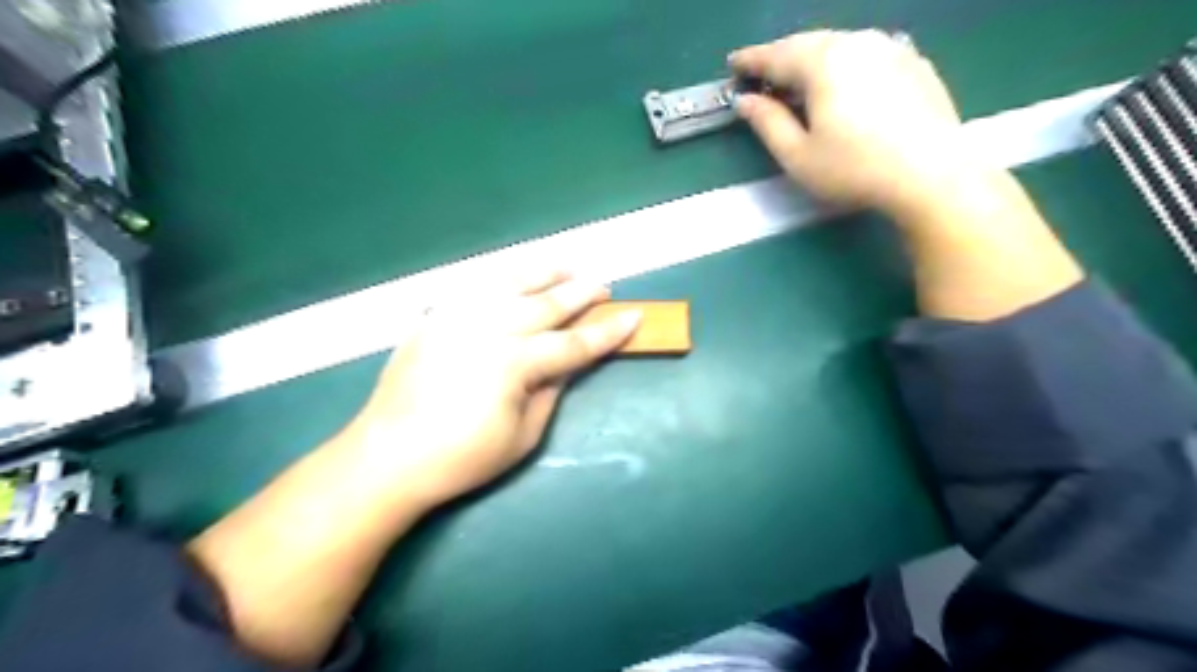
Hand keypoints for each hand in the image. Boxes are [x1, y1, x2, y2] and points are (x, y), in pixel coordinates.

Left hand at [336, 272, 640, 508]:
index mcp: (513, 363)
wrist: (387, 457)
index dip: (606, 332)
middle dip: (580, 293)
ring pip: (510, 284)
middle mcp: (487, 329)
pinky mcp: (435, 319)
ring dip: (543, 273)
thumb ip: (551, 391)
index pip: (573, 343)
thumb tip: (569, 363)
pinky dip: (501, 279)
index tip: (634, 316)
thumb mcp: (522, 436)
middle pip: (545, 305)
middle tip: (604, 285)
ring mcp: (457, 318)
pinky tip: (515, 278)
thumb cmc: (461, 458)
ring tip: (567, 265)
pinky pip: (474, 288)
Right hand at [731, 28, 980, 217]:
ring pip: (840, 45)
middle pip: (808, 43)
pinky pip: (867, 53)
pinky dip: (845, 64)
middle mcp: (857, 42)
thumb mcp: (798, 156)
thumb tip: (745, 101)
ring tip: (799, 78)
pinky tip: (843, 82)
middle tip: (762, 73)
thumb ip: (767, 123)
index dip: (751, 60)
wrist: (932, 174)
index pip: (777, 55)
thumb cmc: (854, 169)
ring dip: (813, 58)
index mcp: (824, 62)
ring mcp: (891, 48)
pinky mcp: (914, 62)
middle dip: (781, 57)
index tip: (733, 65)